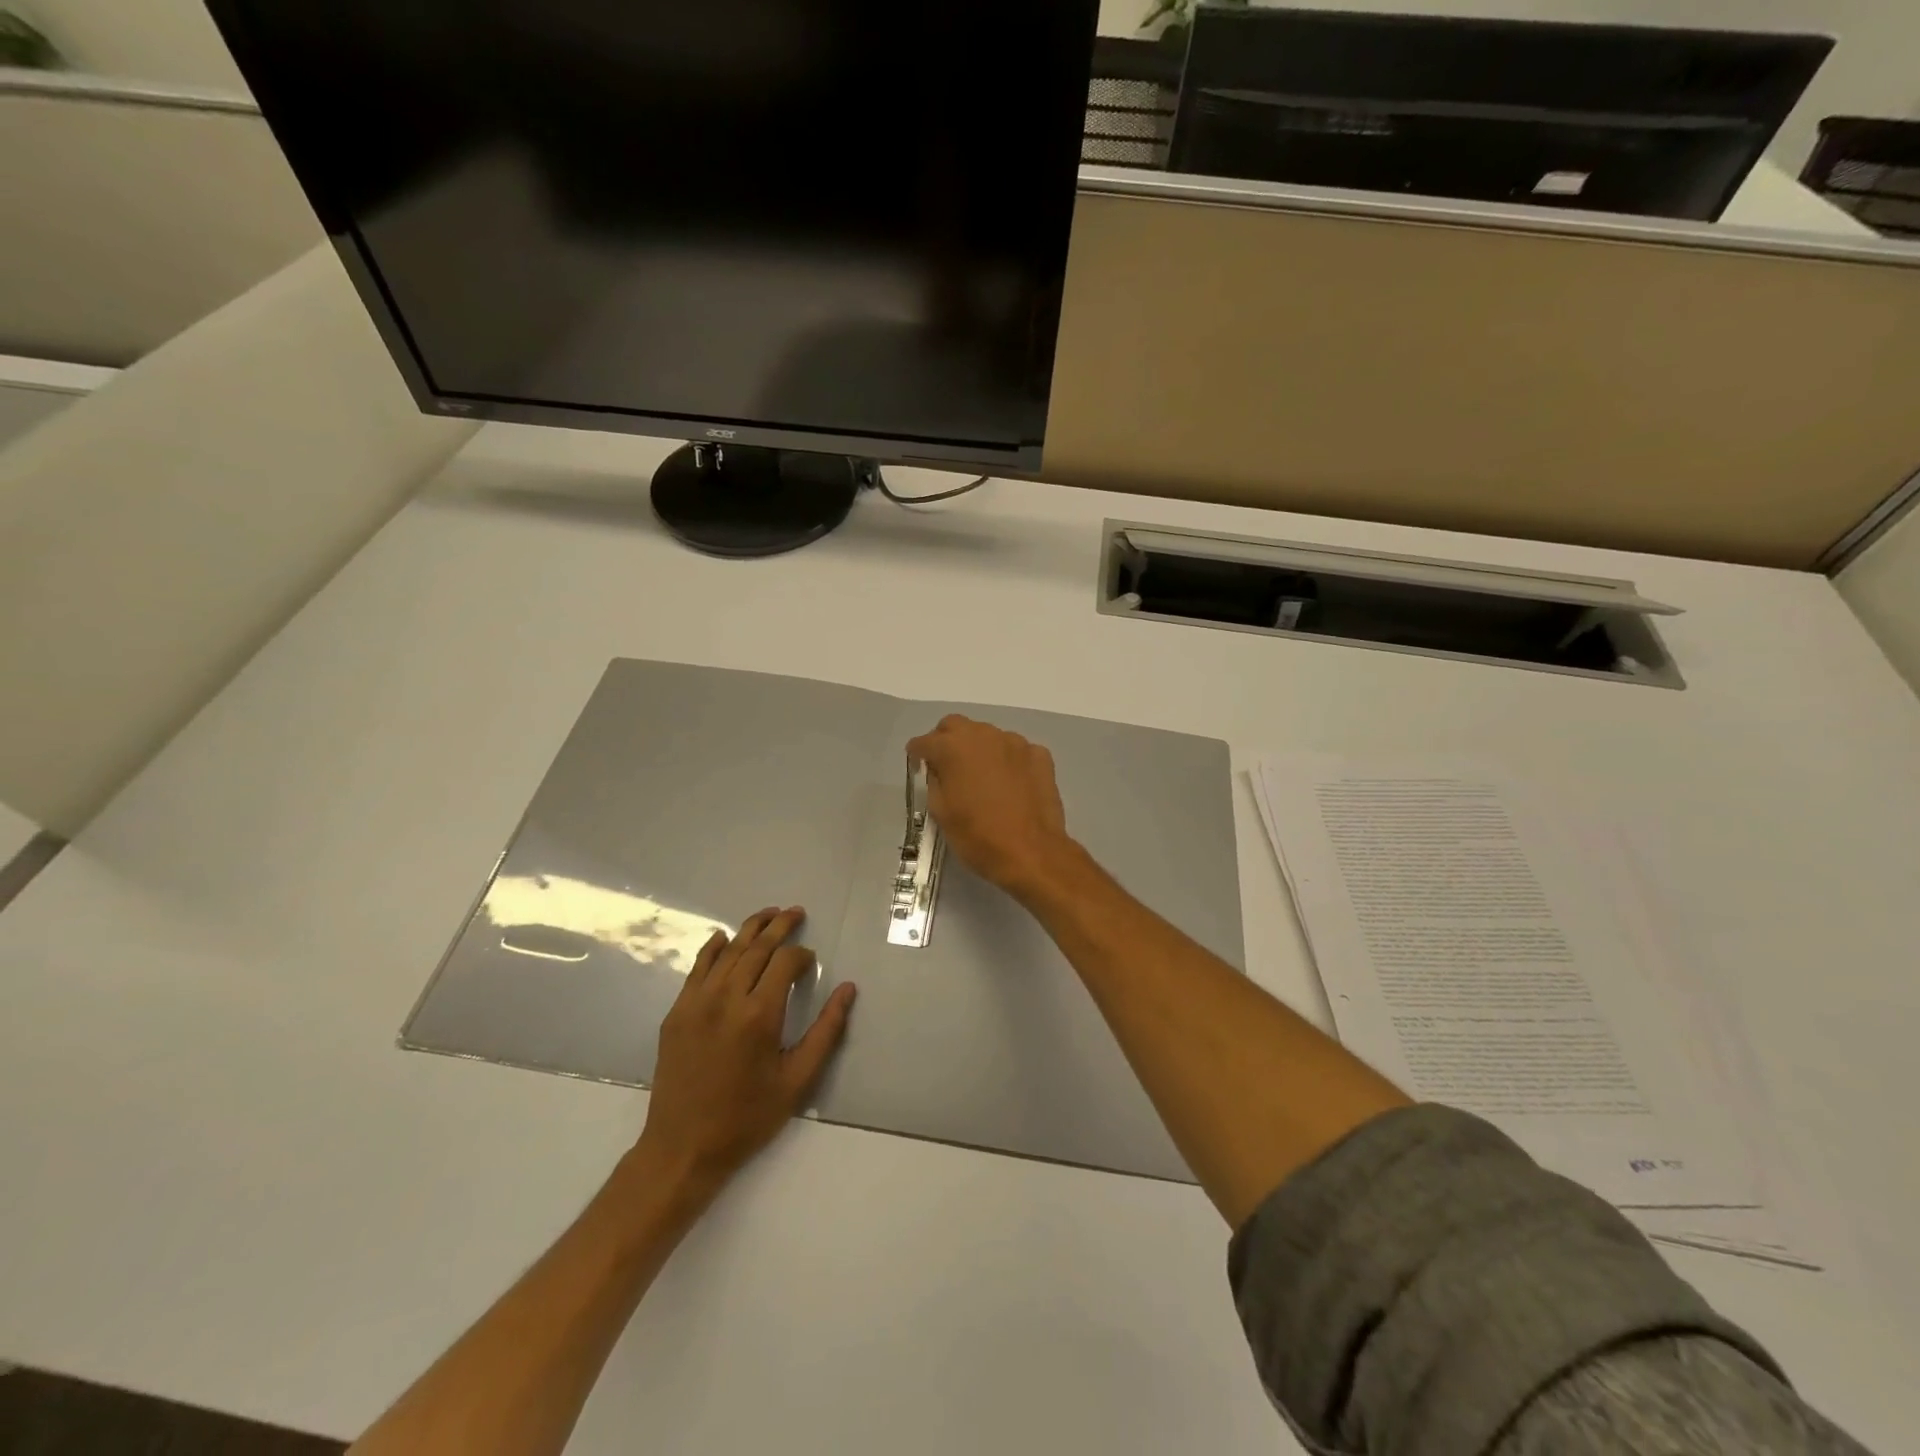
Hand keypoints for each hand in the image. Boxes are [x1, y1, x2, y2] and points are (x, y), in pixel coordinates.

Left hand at [634, 908, 856, 1199]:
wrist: (683, 1148)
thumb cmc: (747, 1117)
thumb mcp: (797, 1080)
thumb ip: (826, 1031)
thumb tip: (848, 989)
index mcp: (759, 1015)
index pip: (785, 963)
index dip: (802, 956)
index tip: (811, 962)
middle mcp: (726, 998)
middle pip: (756, 947)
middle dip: (779, 927)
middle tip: (796, 912)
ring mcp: (696, 1002)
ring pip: (727, 951)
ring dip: (749, 929)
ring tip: (768, 914)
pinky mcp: (677, 1012)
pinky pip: (697, 968)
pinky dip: (712, 948)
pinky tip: (723, 938)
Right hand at [905, 715, 1078, 900]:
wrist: (1032, 853)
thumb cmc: (978, 836)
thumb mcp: (941, 812)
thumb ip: (934, 781)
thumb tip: (939, 769)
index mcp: (953, 747)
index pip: (925, 741)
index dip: (917, 754)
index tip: (917, 768)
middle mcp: (984, 735)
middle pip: (956, 726)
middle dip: (946, 741)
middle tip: (946, 766)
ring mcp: (1015, 743)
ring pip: (988, 735)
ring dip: (979, 749)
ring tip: (981, 777)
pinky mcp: (1040, 755)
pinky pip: (1016, 750)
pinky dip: (1007, 761)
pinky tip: (1010, 784)